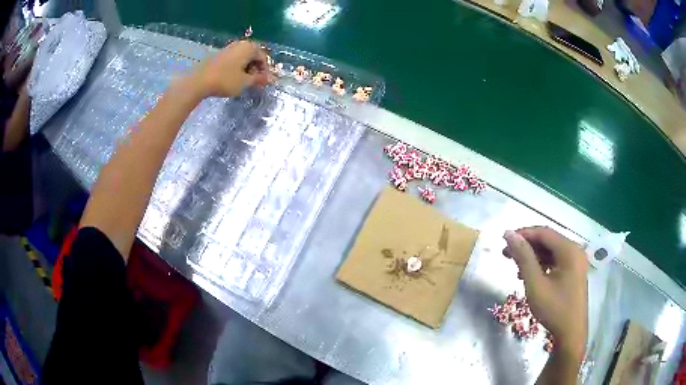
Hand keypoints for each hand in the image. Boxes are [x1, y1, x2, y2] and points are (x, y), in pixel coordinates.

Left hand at [190, 40, 269, 97]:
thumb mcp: (245, 82)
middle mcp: (240, 44)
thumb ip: (258, 79)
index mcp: (249, 47)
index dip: (265, 71)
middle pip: (253, 56)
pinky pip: (234, 60)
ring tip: (244, 82)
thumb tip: (270, 79)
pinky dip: (237, 68)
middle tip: (254, 82)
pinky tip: (233, 78)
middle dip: (256, 69)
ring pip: (243, 58)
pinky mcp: (219, 55)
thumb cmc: (225, 80)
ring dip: (246, 69)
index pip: (263, 58)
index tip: (263, 83)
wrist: (200, 81)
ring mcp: (229, 48)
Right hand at [503, 227, 587, 362]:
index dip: (523, 234)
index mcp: (569, 250)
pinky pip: (557, 260)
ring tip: (516, 266)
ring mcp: (576, 261)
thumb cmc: (554, 309)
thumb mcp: (535, 284)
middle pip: (548, 240)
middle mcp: (575, 250)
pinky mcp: (575, 271)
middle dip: (527, 245)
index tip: (504, 241)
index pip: (543, 232)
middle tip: (506, 254)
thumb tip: (509, 234)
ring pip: (551, 250)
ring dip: (533, 255)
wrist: (571, 333)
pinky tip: (531, 273)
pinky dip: (542, 263)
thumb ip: (523, 258)